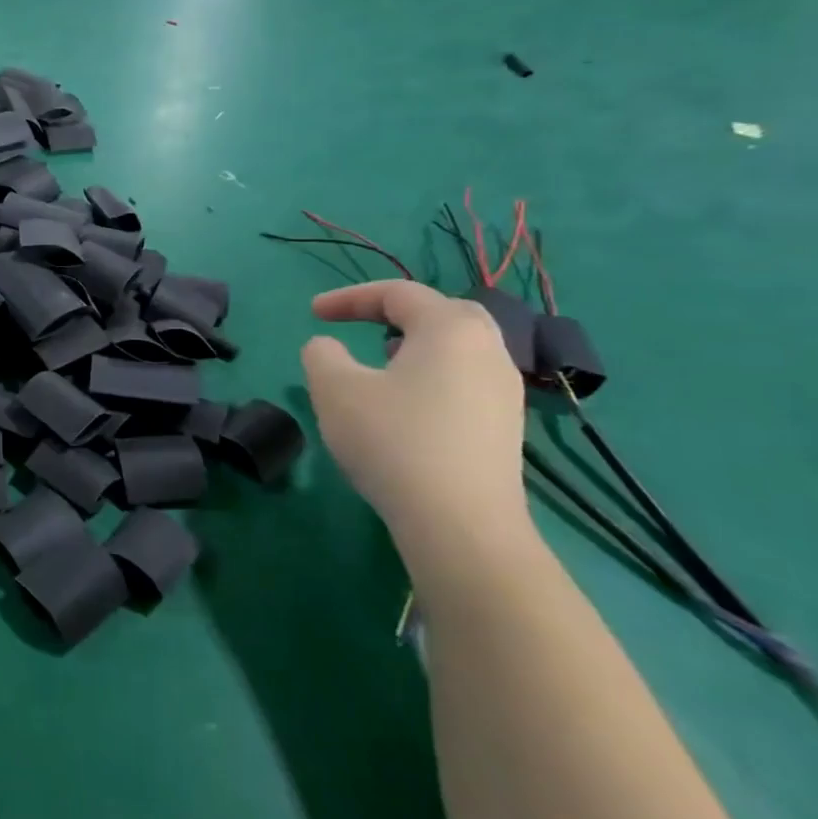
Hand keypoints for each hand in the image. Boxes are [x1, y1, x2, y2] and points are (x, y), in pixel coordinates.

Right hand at [301, 280, 530, 573]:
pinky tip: (405, 406)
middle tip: (360, 326)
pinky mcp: (505, 428)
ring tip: (378, 364)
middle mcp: (488, 350)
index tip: (312, 313)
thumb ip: (322, 354)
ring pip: (457, 349)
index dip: (349, 297)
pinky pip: (464, 381)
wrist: (460, 524)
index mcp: (450, 329)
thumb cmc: (393, 441)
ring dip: (414, 346)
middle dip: (394, 314)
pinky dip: (431, 376)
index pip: (398, 293)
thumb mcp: (334, 389)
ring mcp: (504, 391)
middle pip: (441, 313)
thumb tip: (328, 348)